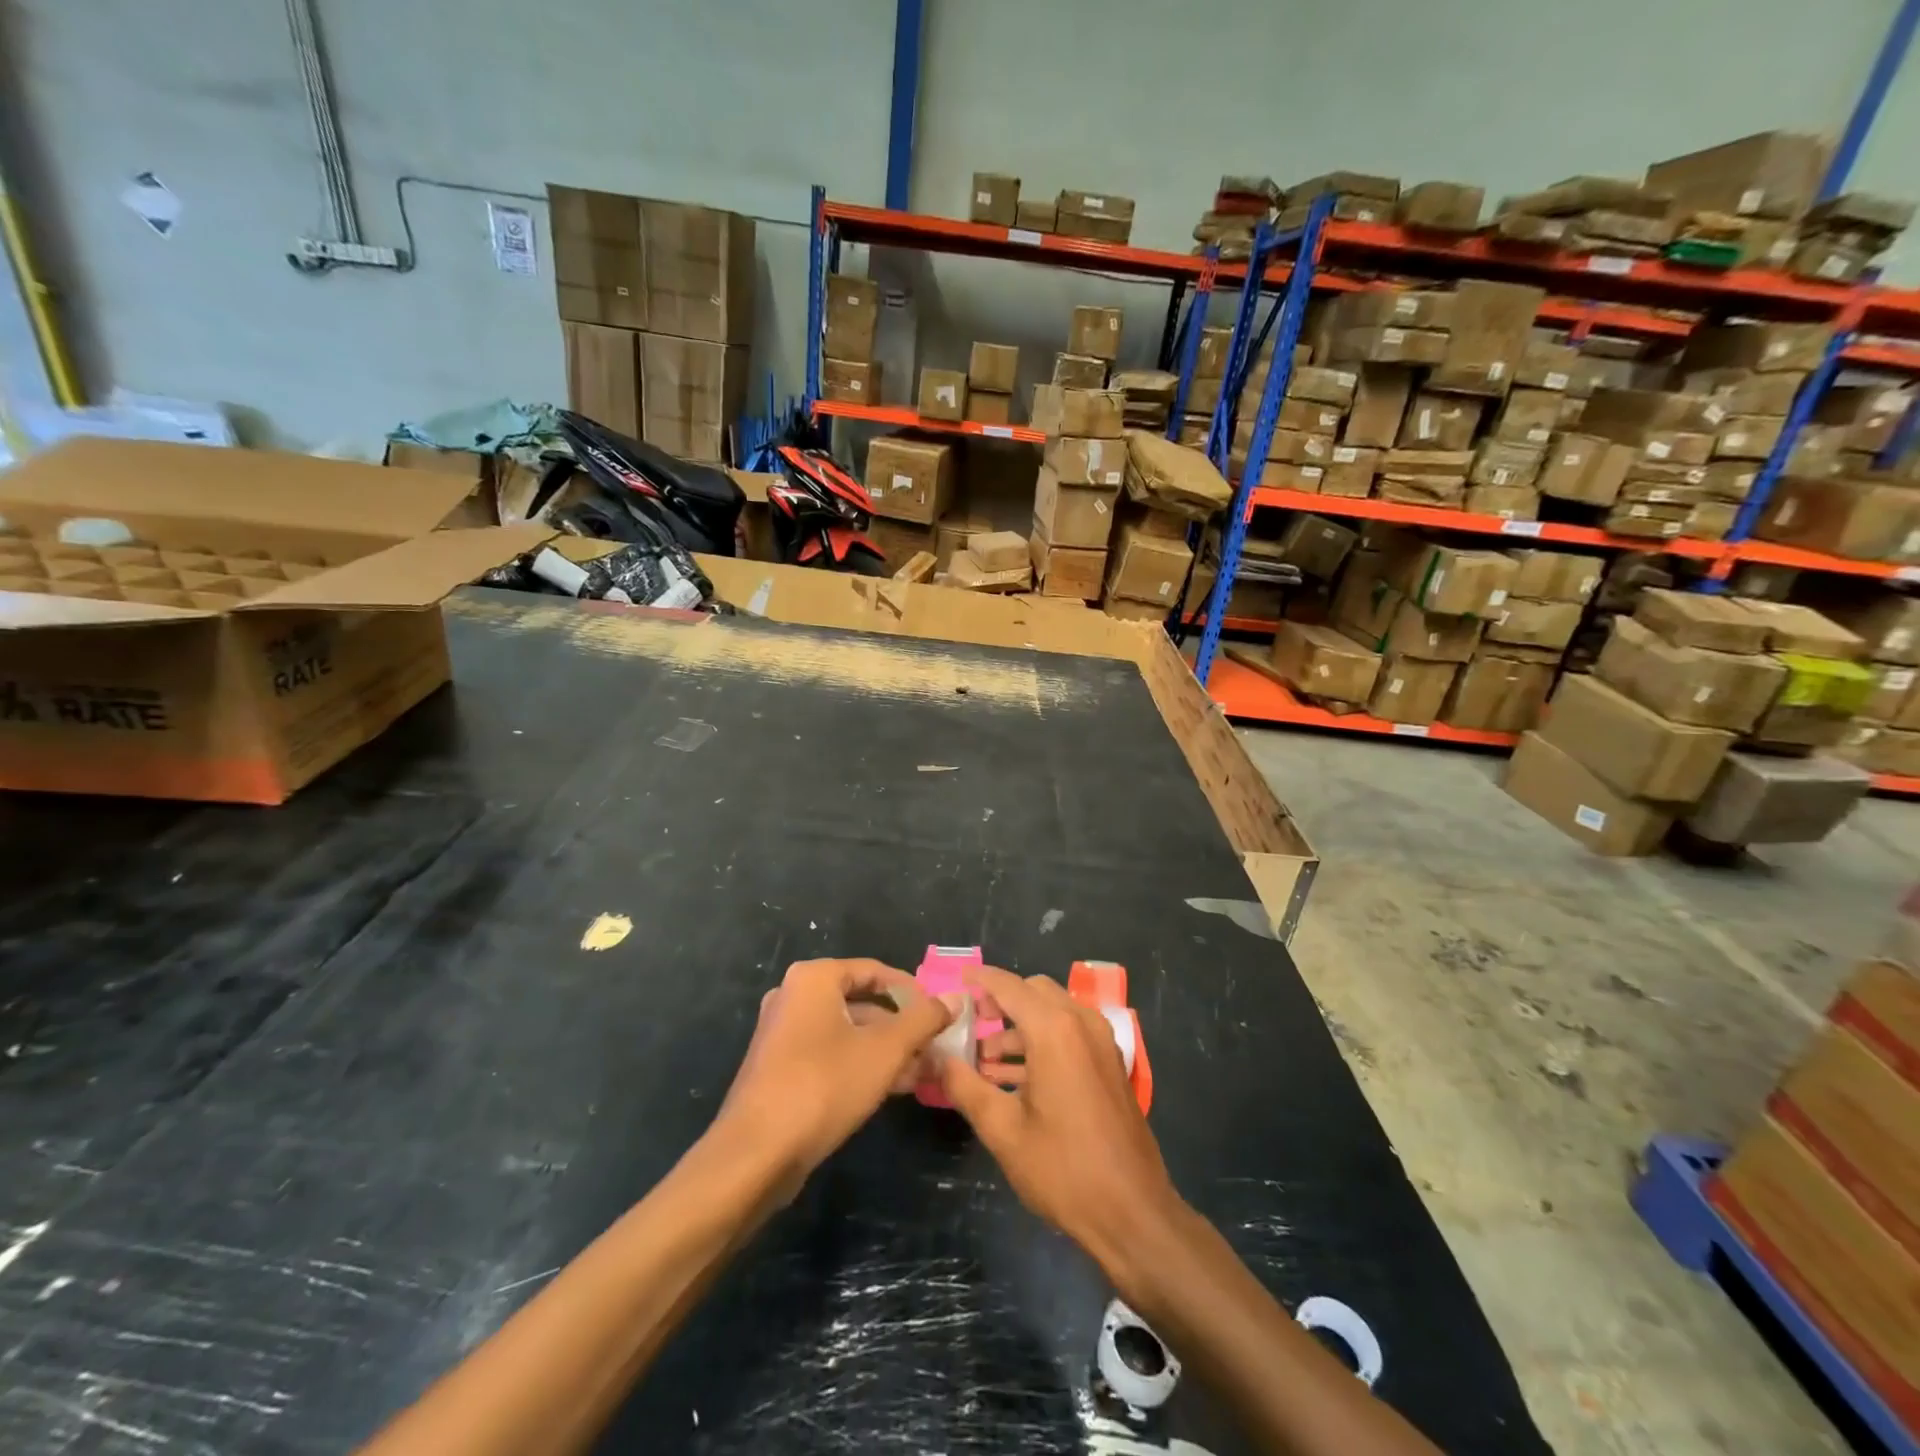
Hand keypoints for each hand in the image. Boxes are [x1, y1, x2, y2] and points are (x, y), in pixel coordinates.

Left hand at [716, 958, 954, 1183]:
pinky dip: (860, 1065)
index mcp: (813, 979)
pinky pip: (829, 1054)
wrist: (756, 1154)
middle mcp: (794, 997)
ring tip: (922, 1074)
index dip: (912, 991)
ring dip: (885, 1050)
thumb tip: (954, 998)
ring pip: (847, 1032)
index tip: (940, 1014)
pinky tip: (891, 1089)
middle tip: (934, 1048)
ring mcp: (782, 1034)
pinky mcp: (779, 1069)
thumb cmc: (824, 1085)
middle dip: (901, 1027)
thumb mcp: (885, 1050)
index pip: (874, 971)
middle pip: (861, 1002)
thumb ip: (923, 1019)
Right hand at [937, 966, 1182, 1276]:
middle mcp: (1081, 1023)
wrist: (1132, 1212)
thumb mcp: (1003, 1129)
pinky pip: (1070, 1034)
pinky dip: (1041, 1042)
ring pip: (1053, 1013)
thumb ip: (964, 1086)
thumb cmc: (1063, 1168)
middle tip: (972, 1025)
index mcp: (1054, 1029)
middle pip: (1034, 992)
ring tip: (984, 1062)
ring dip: (1019, 1027)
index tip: (955, 980)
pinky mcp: (1110, 1064)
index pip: (1009, 986)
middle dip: (1001, 1002)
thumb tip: (937, 1058)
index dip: (980, 980)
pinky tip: (1014, 1079)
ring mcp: (1101, 1042)